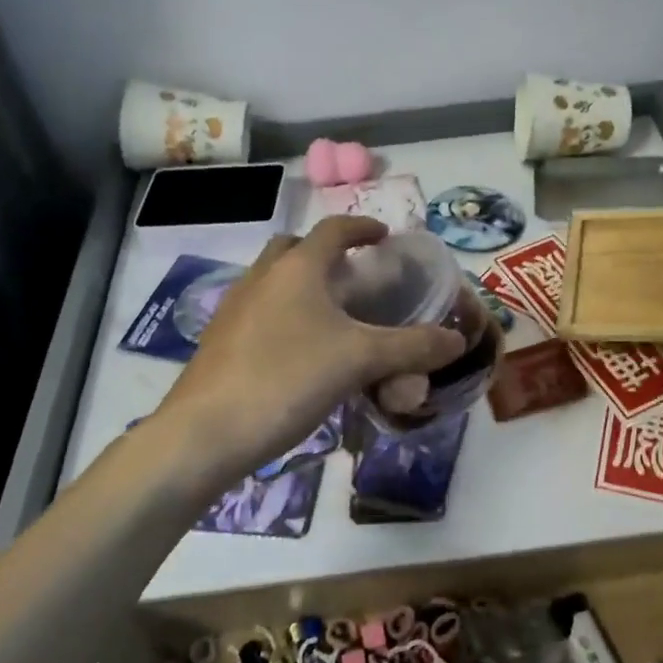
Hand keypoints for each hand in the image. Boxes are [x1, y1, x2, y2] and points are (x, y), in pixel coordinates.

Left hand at [155, 217, 465, 490]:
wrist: (206, 434)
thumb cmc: (287, 379)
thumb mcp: (360, 360)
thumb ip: (412, 347)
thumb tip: (457, 339)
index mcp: (296, 268)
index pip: (333, 229)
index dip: (362, 228)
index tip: (385, 237)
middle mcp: (261, 278)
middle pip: (295, 249)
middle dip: (326, 255)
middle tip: (355, 278)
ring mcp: (234, 309)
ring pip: (274, 282)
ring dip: (303, 287)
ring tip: (333, 319)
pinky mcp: (220, 342)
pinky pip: (260, 313)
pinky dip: (285, 318)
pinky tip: (302, 355)